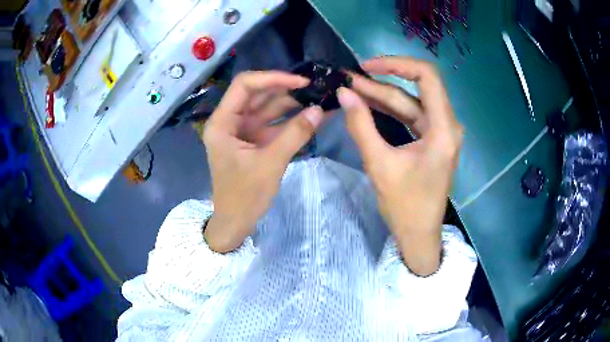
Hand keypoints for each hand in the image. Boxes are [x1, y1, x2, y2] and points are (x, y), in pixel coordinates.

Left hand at [203, 71, 323, 252]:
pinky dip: (290, 120)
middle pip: (257, 94)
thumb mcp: (270, 163)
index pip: (244, 85)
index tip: (300, 81)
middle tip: (314, 88)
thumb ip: (295, 134)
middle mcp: (229, 121)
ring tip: (317, 98)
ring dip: (290, 103)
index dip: (273, 78)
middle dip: (285, 89)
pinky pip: (272, 123)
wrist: (235, 223)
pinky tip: (310, 115)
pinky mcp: (253, 140)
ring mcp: (241, 130)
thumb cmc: (244, 196)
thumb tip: (319, 110)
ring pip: (266, 107)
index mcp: (222, 122)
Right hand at [337, 57, 462, 275]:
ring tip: (352, 88)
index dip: (397, 64)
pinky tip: (368, 103)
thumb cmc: (405, 206)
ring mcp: (440, 132)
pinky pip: (411, 116)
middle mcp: (447, 124)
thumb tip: (343, 94)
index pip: (427, 76)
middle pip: (417, 87)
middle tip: (349, 78)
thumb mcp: (379, 164)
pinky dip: (390, 109)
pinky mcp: (432, 139)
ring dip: (383, 95)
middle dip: (382, 80)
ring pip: (411, 102)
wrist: (418, 234)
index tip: (367, 66)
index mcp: (443, 129)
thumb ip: (360, 125)